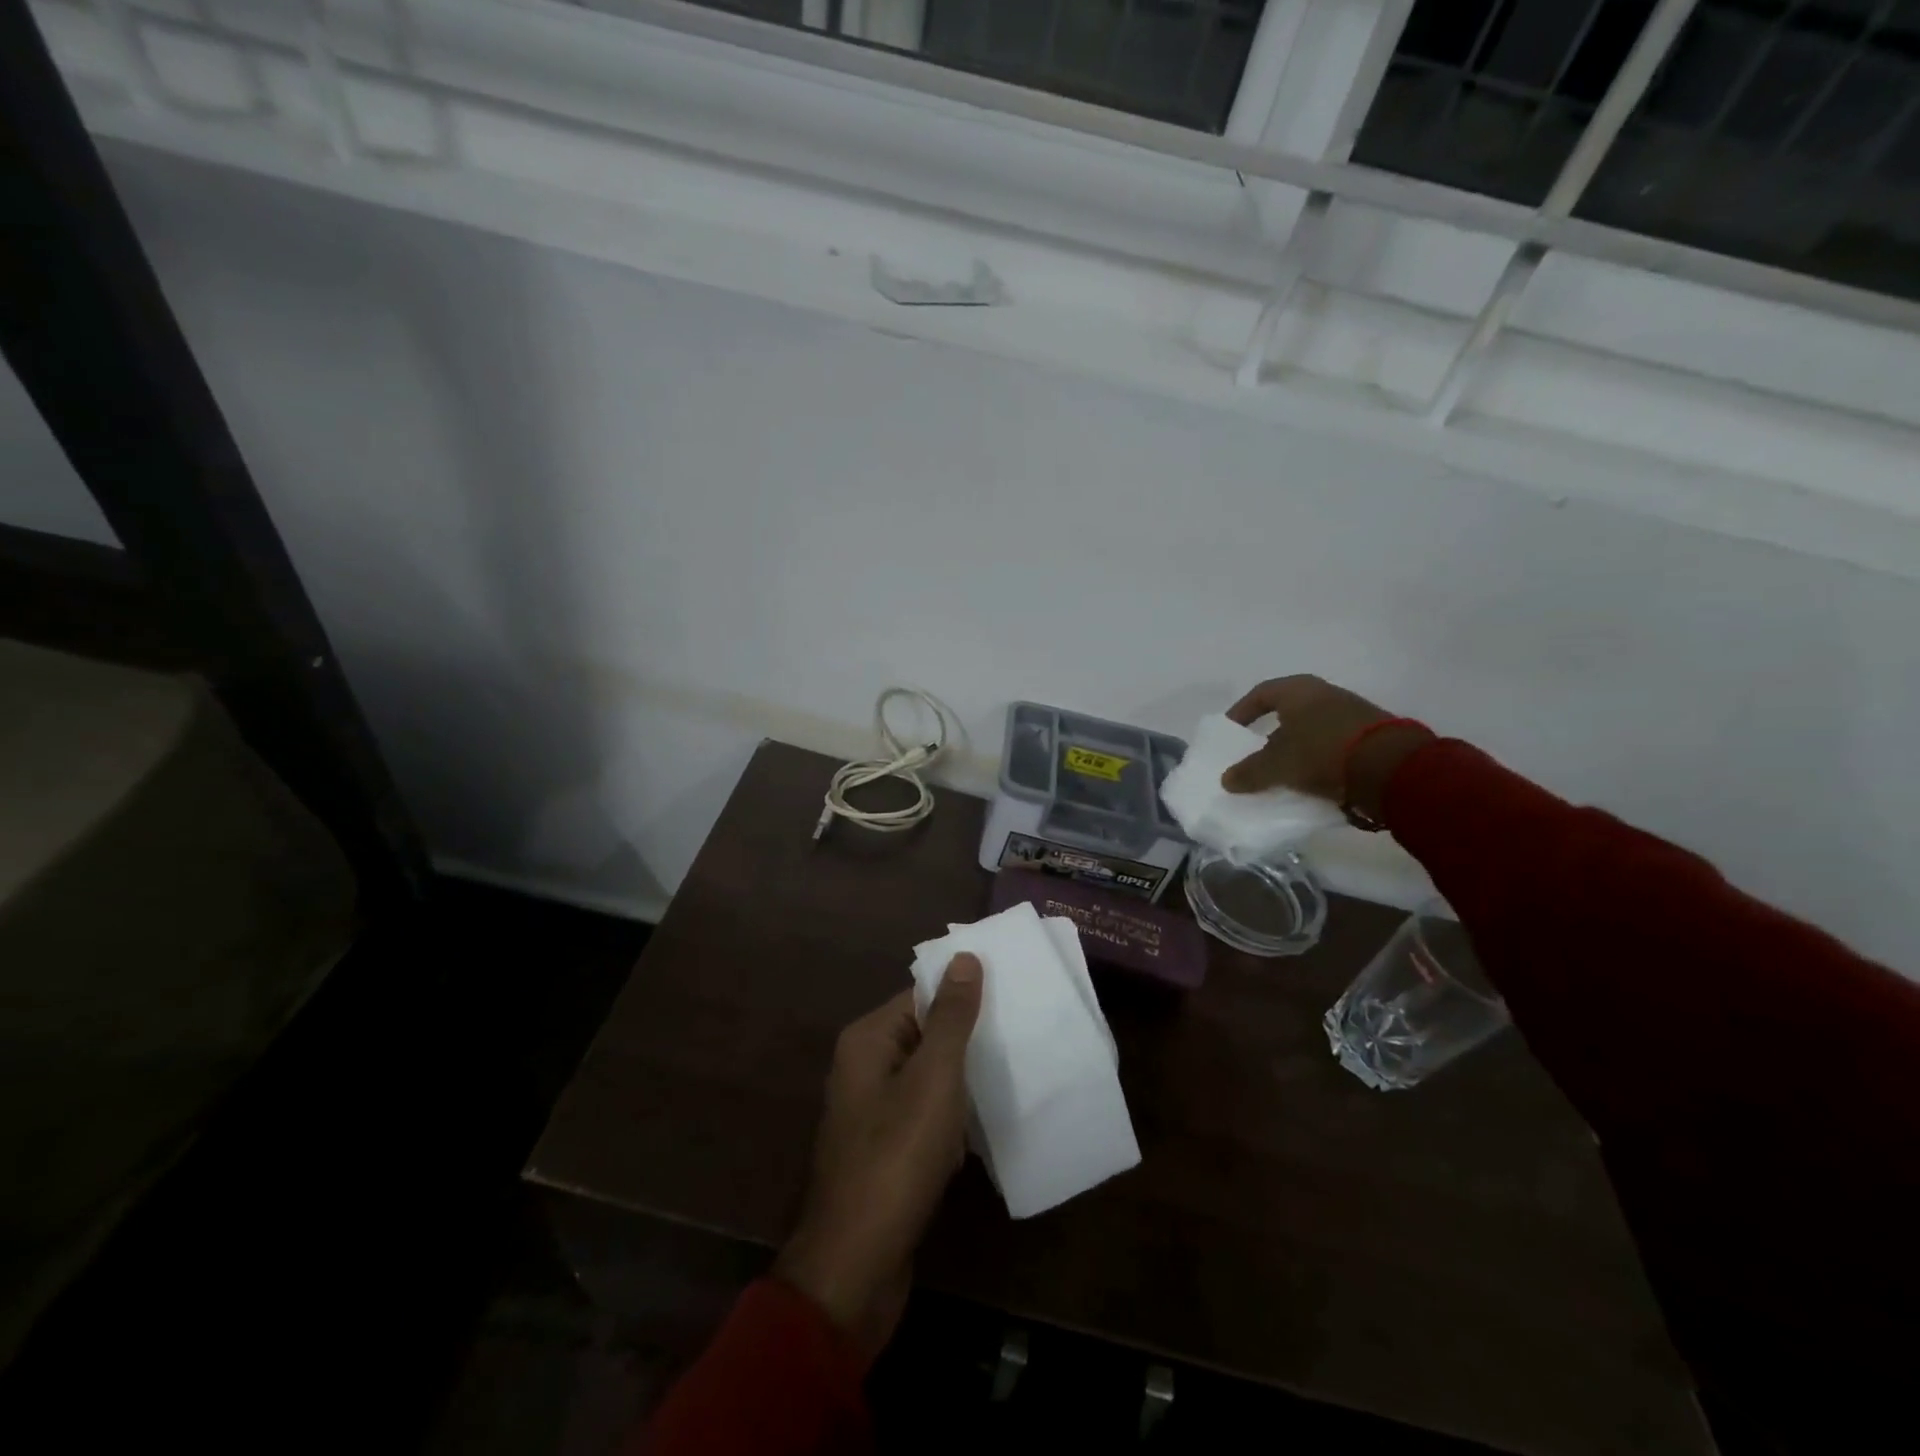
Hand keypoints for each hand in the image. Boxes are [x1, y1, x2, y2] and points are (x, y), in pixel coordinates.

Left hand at [775, 956, 982, 1361]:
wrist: (856, 1266)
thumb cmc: (897, 1158)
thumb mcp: (933, 1079)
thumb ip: (950, 1017)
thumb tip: (964, 957)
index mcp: (867, 1040)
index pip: (921, 995)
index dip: (964, 994)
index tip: (1012, 994)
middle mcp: (864, 1067)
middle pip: (925, 1034)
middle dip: (969, 1038)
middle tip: (1023, 1033)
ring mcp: (873, 1111)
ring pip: (929, 1077)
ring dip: (964, 1080)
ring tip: (1016, 1073)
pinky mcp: (886, 1149)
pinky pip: (925, 1114)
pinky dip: (953, 1117)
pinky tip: (987, 1125)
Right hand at [1219, 675, 1432, 819]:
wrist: (1391, 768)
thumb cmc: (1321, 753)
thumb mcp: (1277, 766)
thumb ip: (1249, 772)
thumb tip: (1226, 780)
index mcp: (1297, 690)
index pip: (1261, 694)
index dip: (1241, 712)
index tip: (1231, 731)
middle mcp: (1324, 693)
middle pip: (1288, 711)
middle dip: (1270, 733)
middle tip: (1255, 753)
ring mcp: (1351, 712)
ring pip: (1311, 728)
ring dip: (1295, 748)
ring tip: (1282, 771)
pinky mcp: (1370, 734)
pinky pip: (1332, 744)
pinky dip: (1317, 758)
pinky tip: (1311, 779)